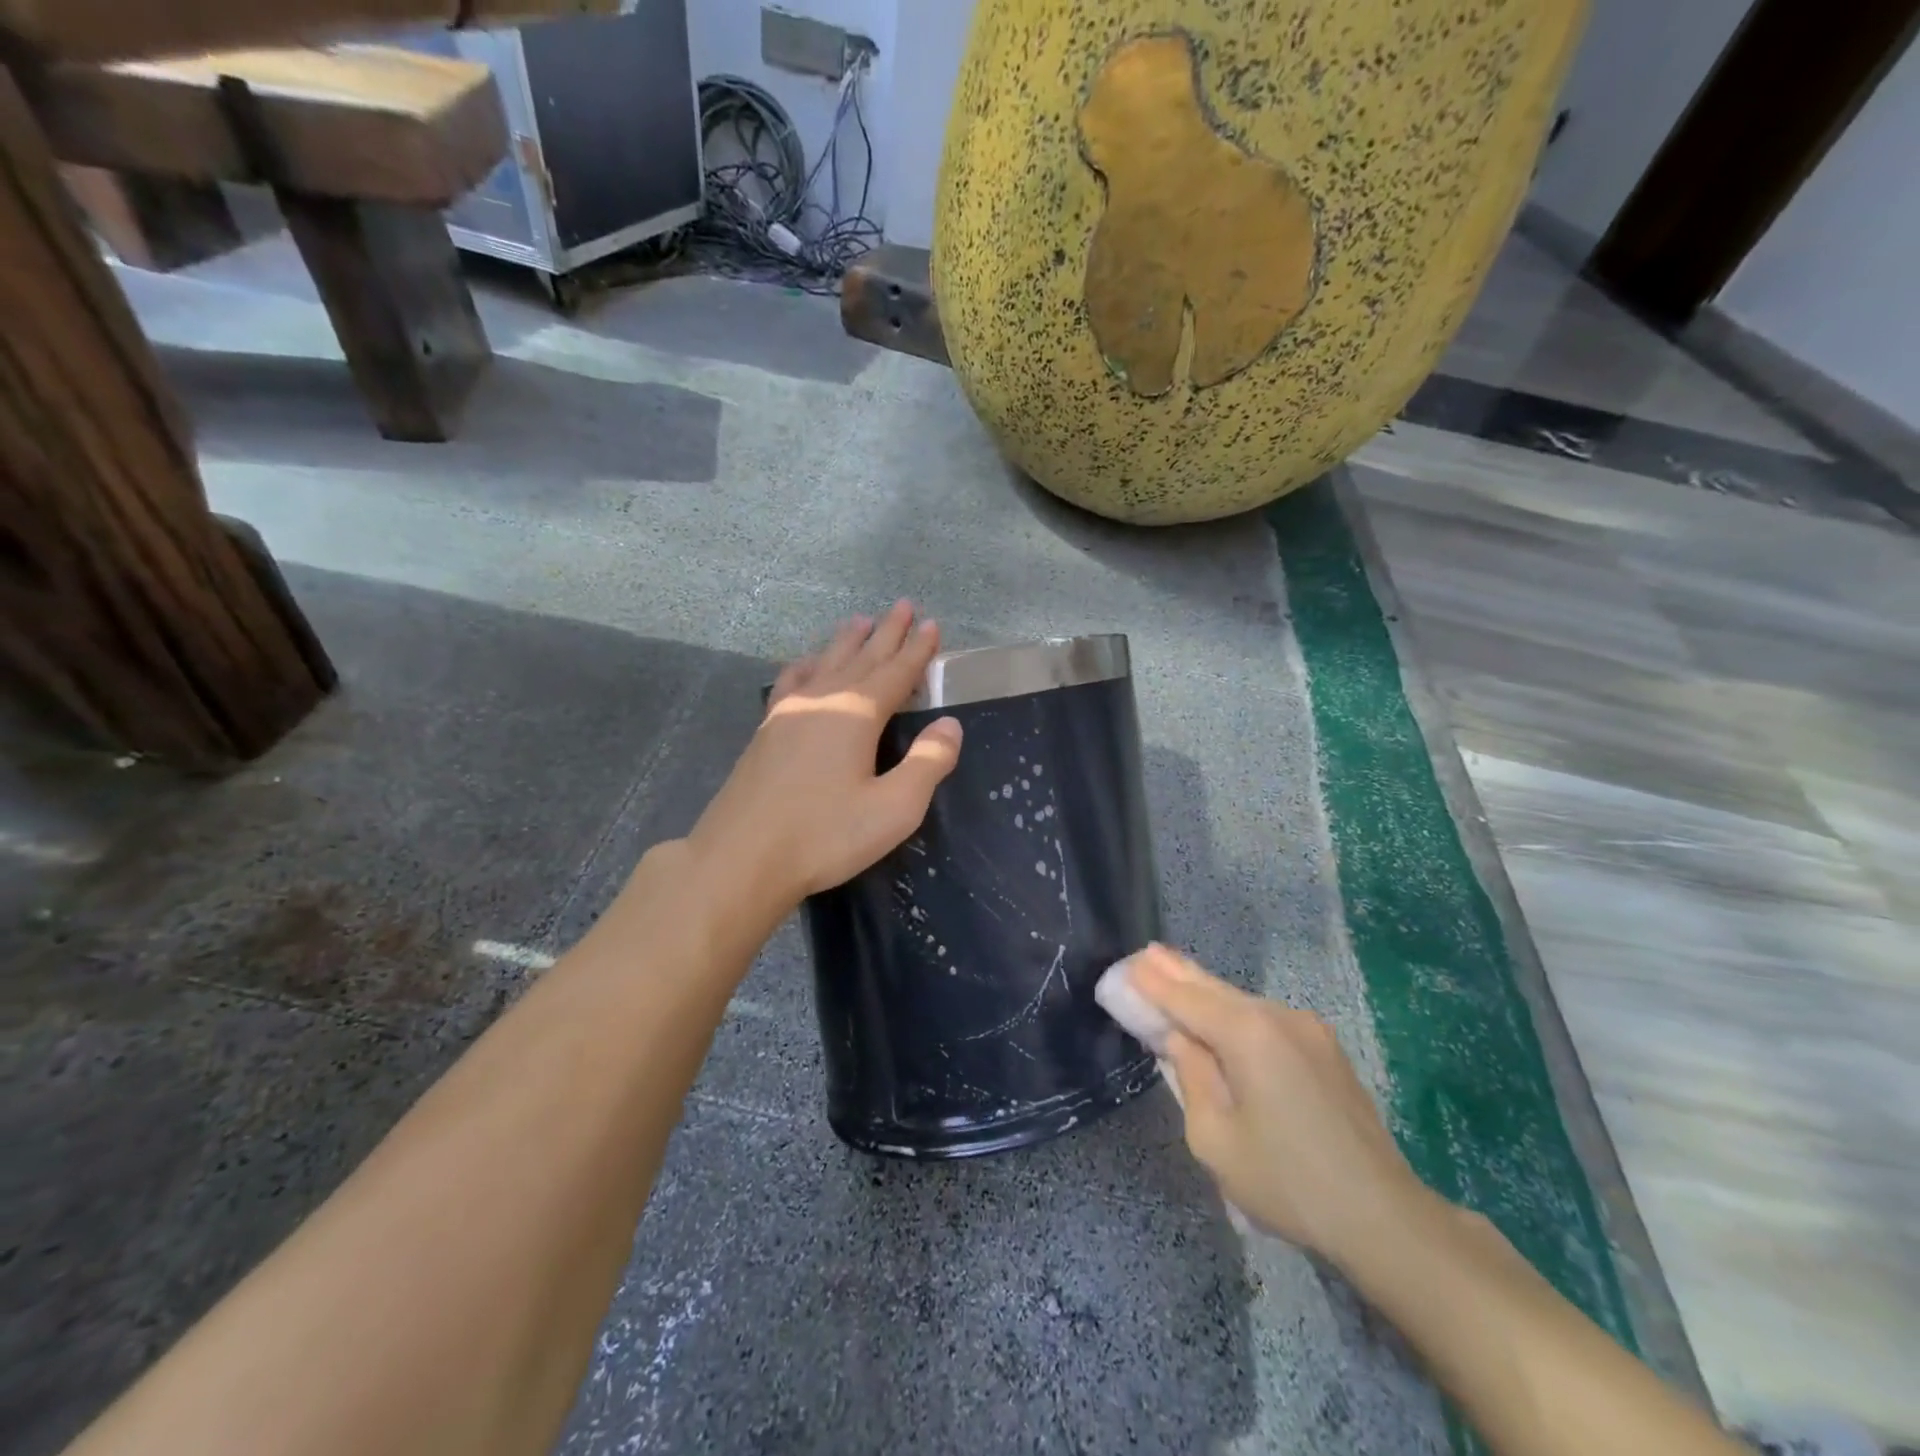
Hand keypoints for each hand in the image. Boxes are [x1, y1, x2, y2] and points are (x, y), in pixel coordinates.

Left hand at [687, 602, 963, 905]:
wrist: (741, 858)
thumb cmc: (825, 835)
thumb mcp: (894, 808)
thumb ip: (928, 763)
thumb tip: (950, 725)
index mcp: (856, 714)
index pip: (896, 672)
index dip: (917, 650)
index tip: (931, 624)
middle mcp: (823, 700)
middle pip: (861, 657)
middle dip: (886, 632)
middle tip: (902, 605)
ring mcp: (788, 712)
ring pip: (825, 662)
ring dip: (846, 641)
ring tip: (860, 620)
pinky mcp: (766, 730)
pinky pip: (793, 680)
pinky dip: (807, 664)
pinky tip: (807, 663)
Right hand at [1129, 945, 1433, 1264]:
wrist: (1384, 1217)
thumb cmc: (1287, 1182)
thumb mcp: (1215, 1139)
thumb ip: (1190, 1077)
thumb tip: (1181, 1040)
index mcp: (1247, 1034)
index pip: (1186, 998)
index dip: (1152, 984)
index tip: (1125, 966)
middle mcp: (1278, 1016)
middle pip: (1214, 989)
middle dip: (1177, 972)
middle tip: (1146, 953)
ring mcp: (1307, 1029)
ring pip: (1242, 1003)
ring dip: (1206, 994)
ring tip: (1175, 977)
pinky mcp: (1325, 1048)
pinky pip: (1266, 1021)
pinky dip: (1234, 1014)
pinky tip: (1220, 1017)